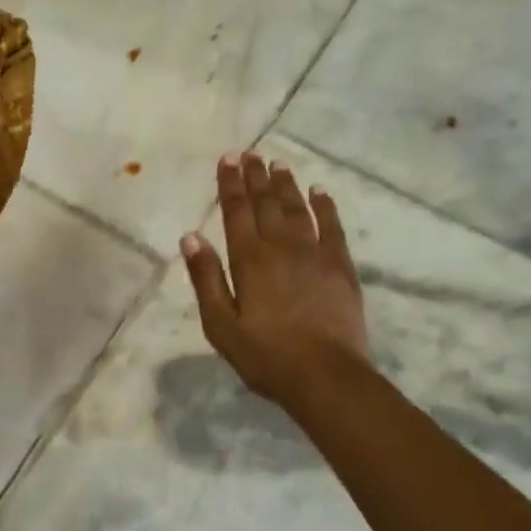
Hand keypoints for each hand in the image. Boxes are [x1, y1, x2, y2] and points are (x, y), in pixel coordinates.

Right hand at [180, 151, 369, 406]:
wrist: (326, 377)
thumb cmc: (266, 355)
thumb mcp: (221, 325)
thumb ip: (205, 278)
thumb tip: (189, 236)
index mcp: (249, 259)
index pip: (236, 210)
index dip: (230, 183)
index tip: (228, 159)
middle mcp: (281, 246)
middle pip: (266, 202)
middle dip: (256, 176)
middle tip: (251, 153)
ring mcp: (314, 253)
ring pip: (297, 208)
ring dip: (286, 185)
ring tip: (278, 165)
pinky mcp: (340, 266)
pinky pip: (332, 226)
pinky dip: (325, 206)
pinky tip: (320, 192)